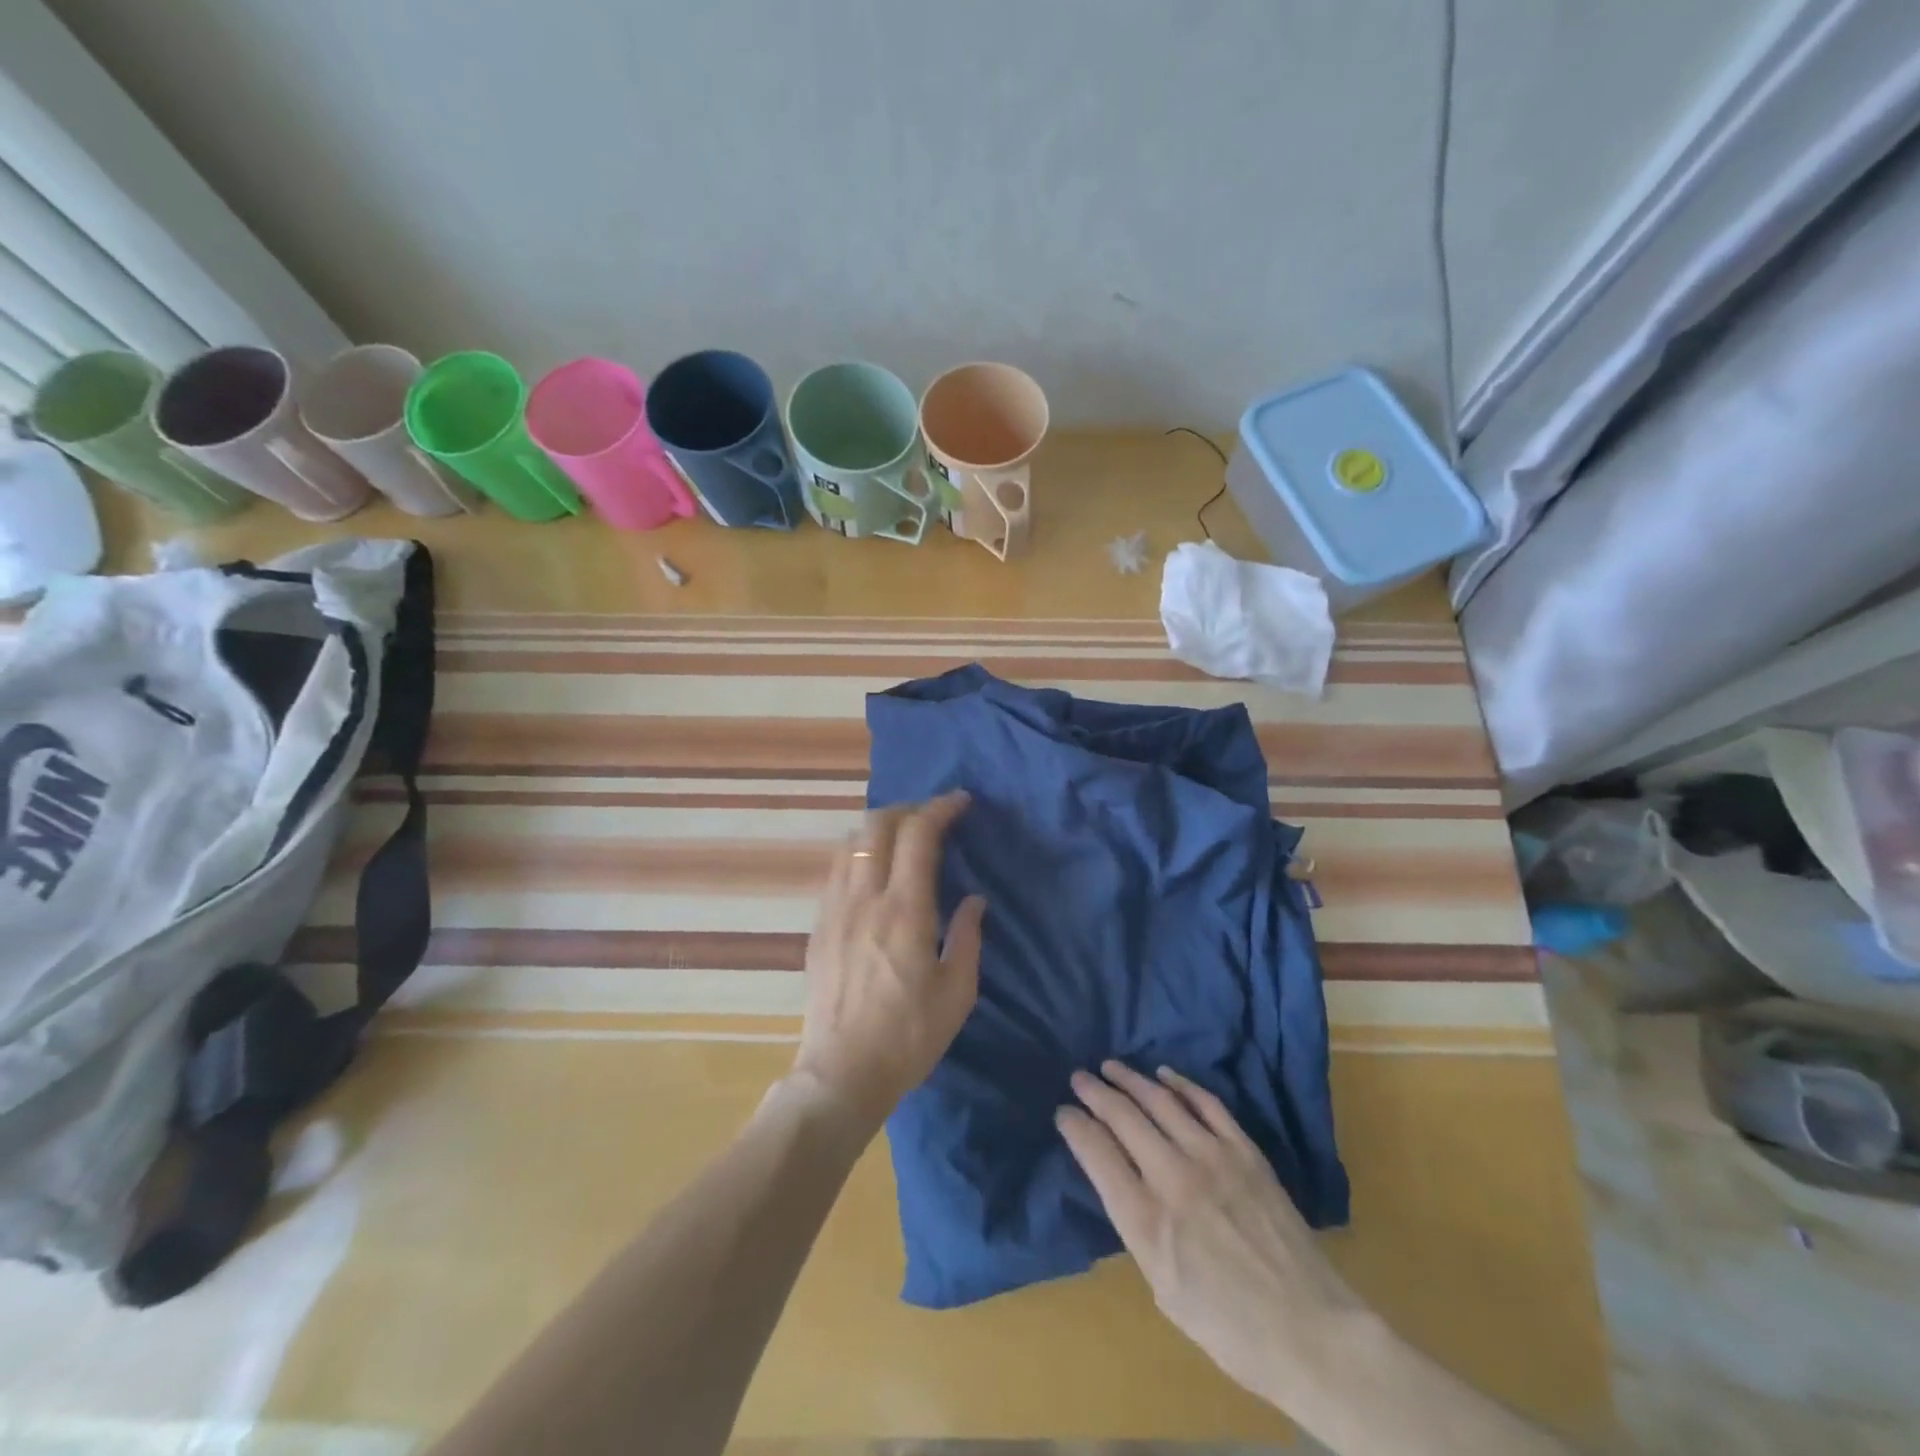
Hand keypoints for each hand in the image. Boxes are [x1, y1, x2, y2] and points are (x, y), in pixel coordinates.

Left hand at [790, 792, 986, 1136]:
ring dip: (879, 828)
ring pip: (851, 843)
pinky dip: (859, 853)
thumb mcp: (957, 993)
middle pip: (877, 825)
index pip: (918, 835)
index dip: (940, 809)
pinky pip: (837, 870)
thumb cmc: (908, 1037)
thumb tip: (973, 900)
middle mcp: (864, 898)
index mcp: (904, 911)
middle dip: (908, 808)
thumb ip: (967, 937)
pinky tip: (873, 873)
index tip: (961, 803)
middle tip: (933, 816)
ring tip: (902, 838)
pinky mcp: (818, 927)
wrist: (840, 1074)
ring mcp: (834, 910)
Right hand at [1058, 1061, 1366, 1407]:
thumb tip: (1118, 1182)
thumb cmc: (1229, 1327)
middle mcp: (1174, 1178)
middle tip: (1078, 1078)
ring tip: (1111, 1067)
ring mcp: (1213, 1157)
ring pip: (1160, 1100)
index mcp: (1147, 1221)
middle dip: (1094, 1092)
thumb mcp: (1163, 1289)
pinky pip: (1206, 1103)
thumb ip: (1136, 1228)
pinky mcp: (1245, 1151)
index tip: (1063, 1112)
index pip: (1097, 1153)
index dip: (1074, 1126)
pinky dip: (1181, 1084)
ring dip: (1130, 1079)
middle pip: (1123, 1116)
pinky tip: (1164, 1075)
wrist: (1310, 1331)